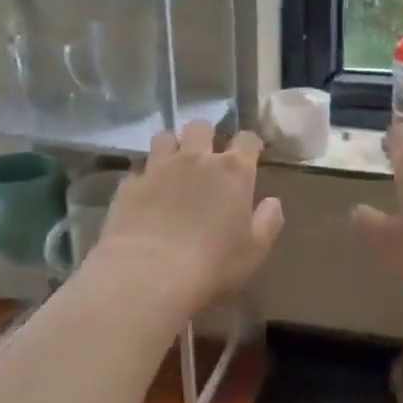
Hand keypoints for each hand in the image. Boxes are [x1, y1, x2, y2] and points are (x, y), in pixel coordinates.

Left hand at [91, 122, 284, 313]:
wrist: (148, 275)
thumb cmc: (212, 265)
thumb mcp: (254, 251)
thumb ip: (268, 222)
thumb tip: (273, 202)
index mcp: (233, 171)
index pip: (247, 139)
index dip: (249, 145)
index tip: (250, 155)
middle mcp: (196, 159)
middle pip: (201, 127)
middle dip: (205, 136)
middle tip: (206, 157)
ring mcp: (159, 167)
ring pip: (165, 138)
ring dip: (171, 147)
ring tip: (172, 167)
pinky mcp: (130, 184)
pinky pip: (139, 170)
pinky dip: (145, 178)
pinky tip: (145, 196)